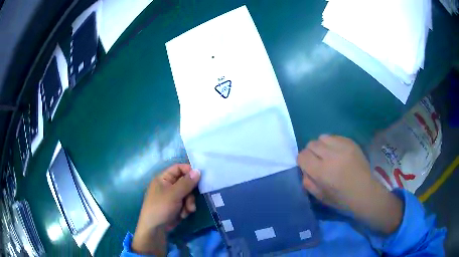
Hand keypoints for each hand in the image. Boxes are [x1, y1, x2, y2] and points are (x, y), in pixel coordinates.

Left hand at [132, 164, 200, 255]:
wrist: (155, 228)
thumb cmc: (161, 207)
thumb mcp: (174, 194)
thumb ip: (186, 182)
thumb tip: (198, 170)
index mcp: (163, 178)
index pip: (179, 168)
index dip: (189, 171)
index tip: (199, 178)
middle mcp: (168, 185)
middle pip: (186, 182)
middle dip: (190, 193)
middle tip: (191, 200)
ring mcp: (172, 196)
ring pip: (188, 194)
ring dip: (189, 202)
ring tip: (187, 210)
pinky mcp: (176, 206)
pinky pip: (186, 203)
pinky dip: (186, 209)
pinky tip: (184, 215)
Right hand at [297, 135, 402, 233]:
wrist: (365, 192)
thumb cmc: (342, 199)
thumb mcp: (320, 197)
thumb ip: (308, 183)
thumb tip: (305, 170)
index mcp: (322, 172)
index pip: (302, 156)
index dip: (303, 161)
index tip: (308, 167)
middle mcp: (331, 156)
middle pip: (311, 144)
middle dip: (311, 153)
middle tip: (319, 161)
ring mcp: (343, 147)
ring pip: (322, 137)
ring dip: (322, 146)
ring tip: (329, 155)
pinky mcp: (351, 142)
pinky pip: (335, 136)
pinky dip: (332, 143)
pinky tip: (338, 152)